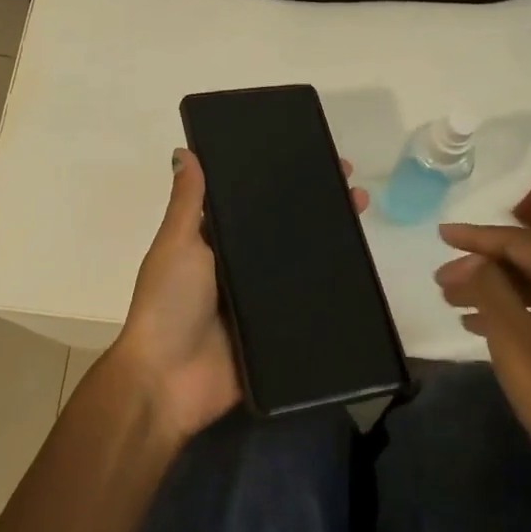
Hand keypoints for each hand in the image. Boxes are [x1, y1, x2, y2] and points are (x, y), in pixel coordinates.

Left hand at [108, 148, 366, 443]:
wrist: (169, 380)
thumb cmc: (169, 302)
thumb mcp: (177, 243)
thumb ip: (187, 202)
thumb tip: (183, 151)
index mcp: (213, 243)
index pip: (251, 204)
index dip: (278, 182)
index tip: (309, 158)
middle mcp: (238, 267)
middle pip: (282, 232)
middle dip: (313, 207)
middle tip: (350, 185)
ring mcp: (259, 300)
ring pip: (300, 264)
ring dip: (329, 241)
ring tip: (361, 212)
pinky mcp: (276, 331)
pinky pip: (306, 304)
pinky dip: (329, 288)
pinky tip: (361, 268)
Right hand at [435, 223, 530, 507]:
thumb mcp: (513, 336)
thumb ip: (489, 287)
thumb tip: (475, 259)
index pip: (518, 241)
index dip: (476, 236)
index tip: (440, 235)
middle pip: (527, 261)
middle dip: (480, 265)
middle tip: (440, 280)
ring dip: (491, 289)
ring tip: (451, 301)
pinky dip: (508, 311)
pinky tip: (478, 327)